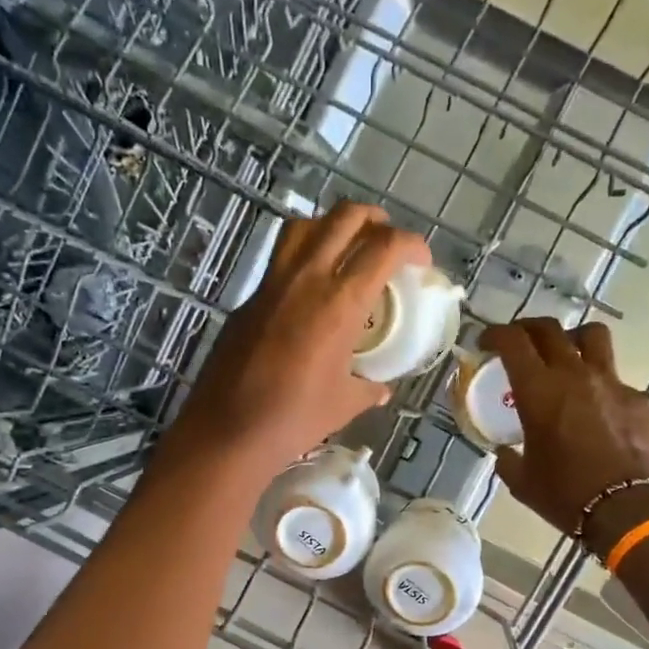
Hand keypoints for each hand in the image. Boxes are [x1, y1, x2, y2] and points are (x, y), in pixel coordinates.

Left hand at [169, 201, 428, 480]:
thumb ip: (368, 389)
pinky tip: (310, 289)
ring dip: (333, 225)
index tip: (421, 262)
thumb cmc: (294, 419)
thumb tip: (380, 388)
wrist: (228, 431)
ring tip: (347, 248)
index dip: (412, 245)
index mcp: (340, 302)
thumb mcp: (344, 404)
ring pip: (305, 226)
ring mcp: (272, 284)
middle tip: (386, 242)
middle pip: (345, 218)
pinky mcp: (249, 299)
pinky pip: (280, 259)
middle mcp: (307, 278)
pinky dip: (303, 257)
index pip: (385, 247)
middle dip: (375, 220)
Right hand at [482, 318, 648, 553]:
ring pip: (592, 336)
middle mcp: (575, 375)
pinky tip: (598, 409)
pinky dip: (600, 385)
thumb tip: (505, 452)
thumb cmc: (566, 495)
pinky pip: (616, 380)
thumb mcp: (522, 481)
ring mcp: (612, 383)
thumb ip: (508, 459)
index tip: (486, 343)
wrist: (629, 510)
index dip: (495, 335)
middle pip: (549, 329)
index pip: (513, 341)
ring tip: (566, 353)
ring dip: (572, 338)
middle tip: (519, 342)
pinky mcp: (639, 400)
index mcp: (539, 391)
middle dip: (527, 329)